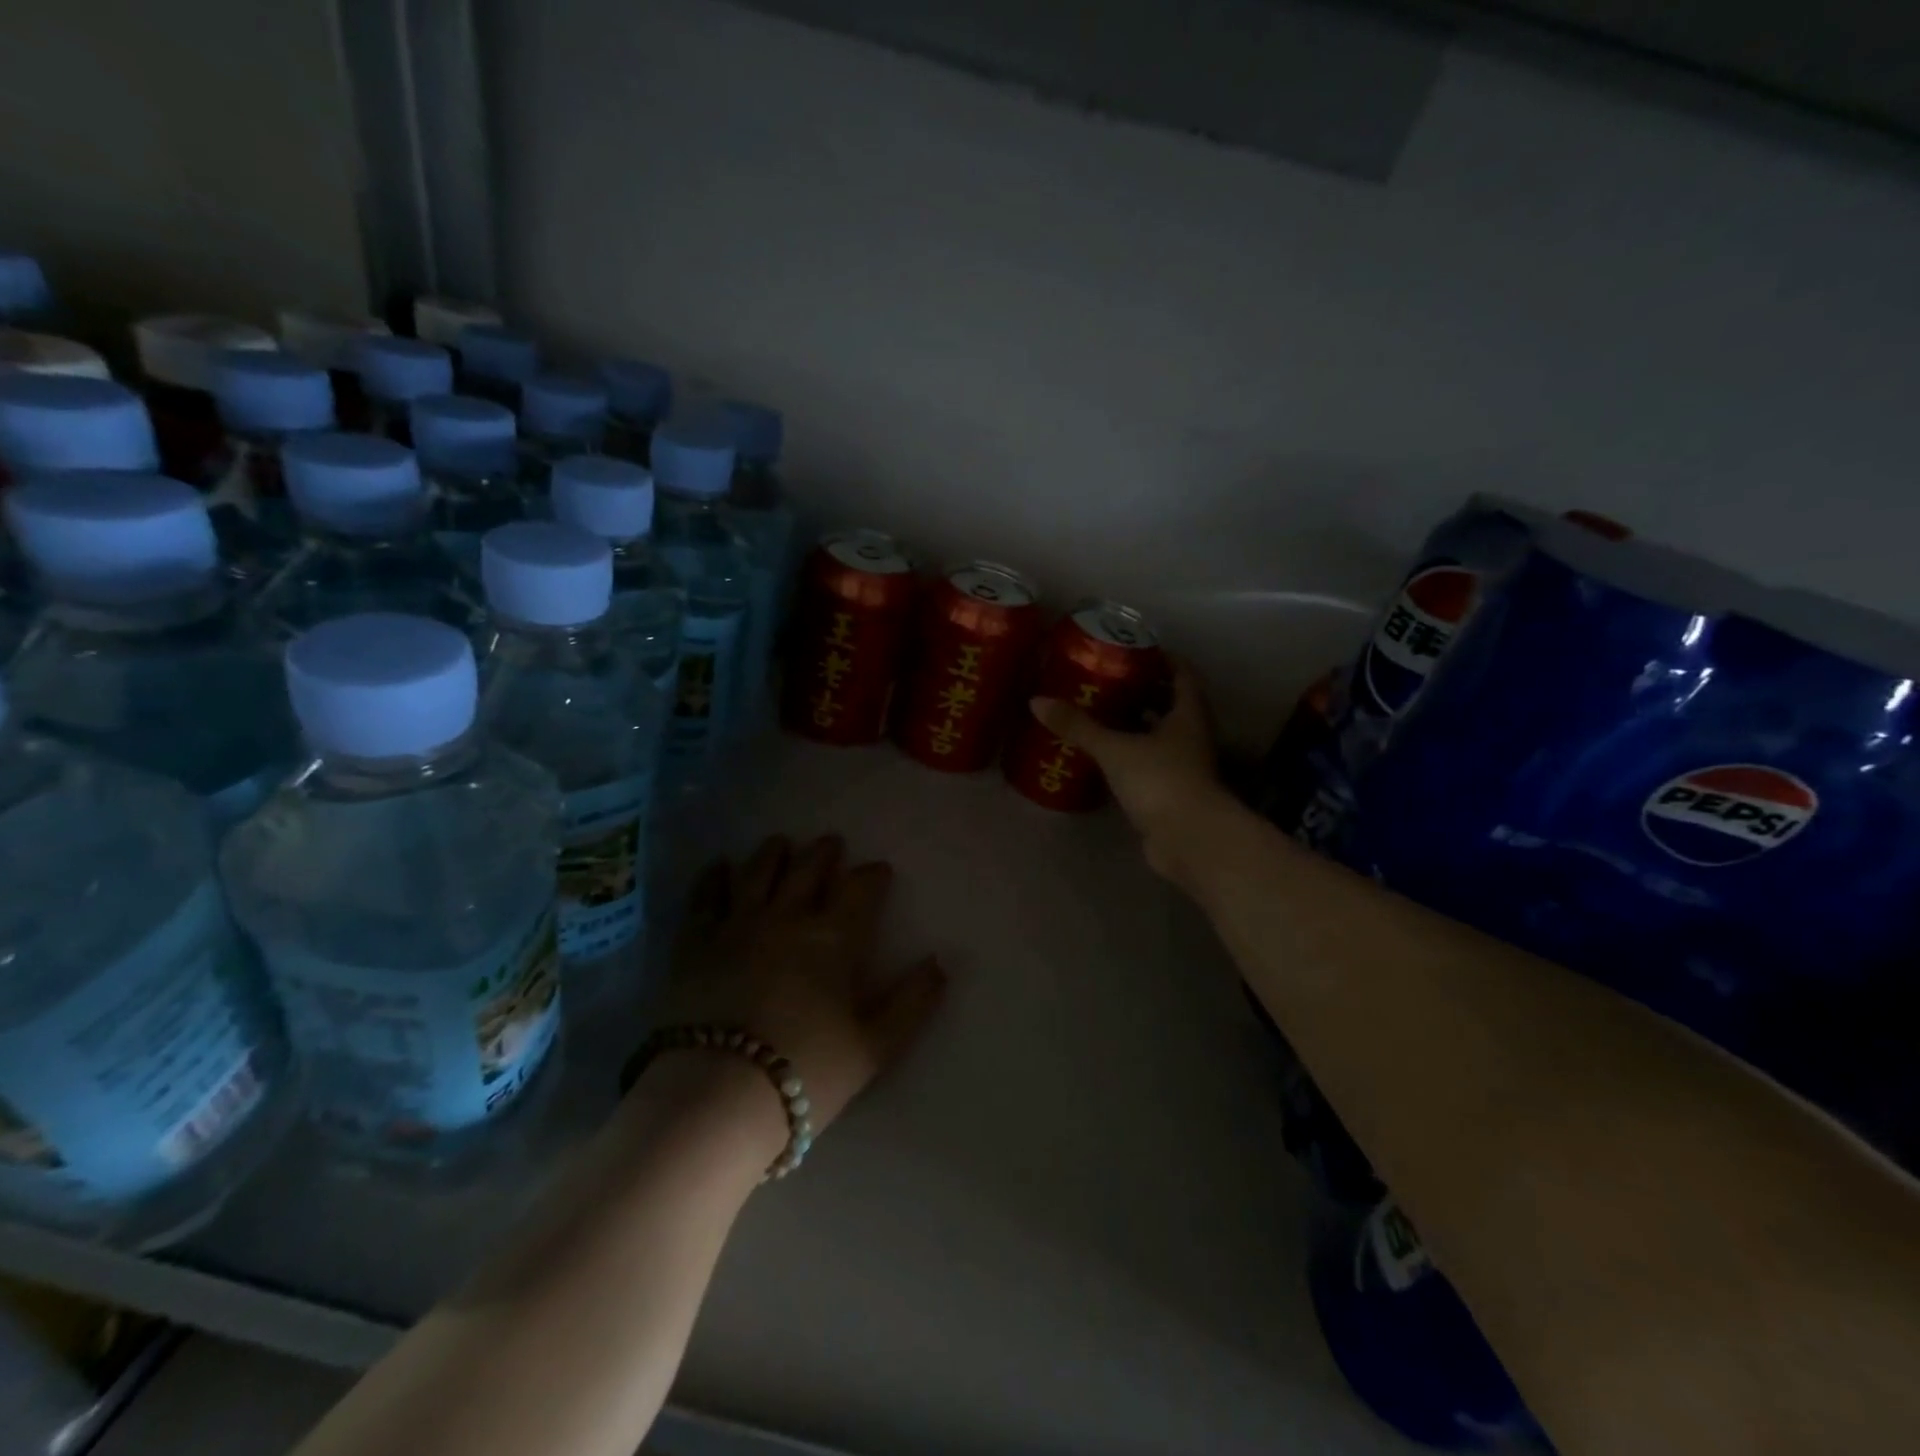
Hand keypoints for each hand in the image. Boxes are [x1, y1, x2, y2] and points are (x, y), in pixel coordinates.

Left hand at [650, 834, 945, 1148]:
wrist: (717, 1096)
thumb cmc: (806, 1070)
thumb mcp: (875, 1046)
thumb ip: (912, 1002)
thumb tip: (938, 964)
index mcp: (833, 938)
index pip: (859, 890)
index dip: (872, 876)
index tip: (879, 870)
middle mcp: (786, 918)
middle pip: (807, 871)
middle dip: (823, 853)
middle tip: (831, 842)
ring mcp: (736, 926)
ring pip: (757, 873)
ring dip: (773, 854)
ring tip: (781, 842)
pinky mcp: (694, 944)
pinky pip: (704, 898)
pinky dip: (712, 877)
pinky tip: (718, 865)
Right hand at [1030, 660, 1227, 879]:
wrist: (1189, 840)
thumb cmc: (1161, 780)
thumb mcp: (1115, 749)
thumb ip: (1079, 726)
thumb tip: (1036, 701)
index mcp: (1188, 715)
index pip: (1183, 675)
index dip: (1164, 658)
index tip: (1136, 648)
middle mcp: (1191, 737)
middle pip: (1171, 705)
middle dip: (1143, 692)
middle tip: (1108, 680)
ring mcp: (1183, 767)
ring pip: (1160, 737)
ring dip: (1136, 725)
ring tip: (1100, 714)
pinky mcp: (1170, 794)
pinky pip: (1148, 765)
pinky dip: (1130, 757)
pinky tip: (1103, 756)